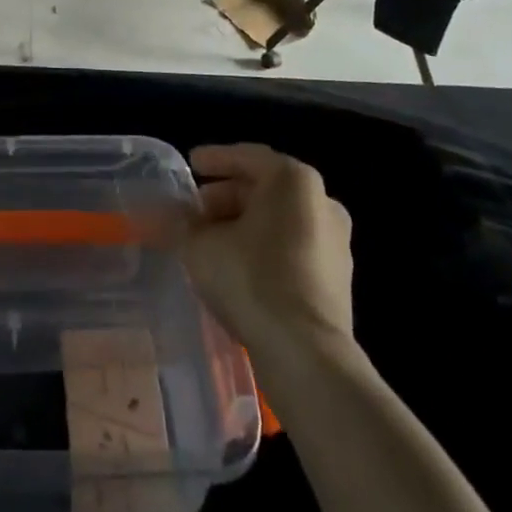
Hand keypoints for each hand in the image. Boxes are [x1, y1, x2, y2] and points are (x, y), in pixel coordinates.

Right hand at [181, 144, 354, 365]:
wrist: (306, 354)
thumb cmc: (251, 279)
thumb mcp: (200, 244)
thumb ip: (184, 222)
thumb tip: (175, 216)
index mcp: (293, 180)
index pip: (247, 157)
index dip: (214, 159)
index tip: (191, 164)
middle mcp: (322, 202)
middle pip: (265, 188)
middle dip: (226, 196)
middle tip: (195, 209)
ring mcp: (335, 242)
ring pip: (279, 219)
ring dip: (244, 223)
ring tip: (211, 239)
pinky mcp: (337, 278)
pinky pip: (292, 247)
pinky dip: (264, 247)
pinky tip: (237, 265)